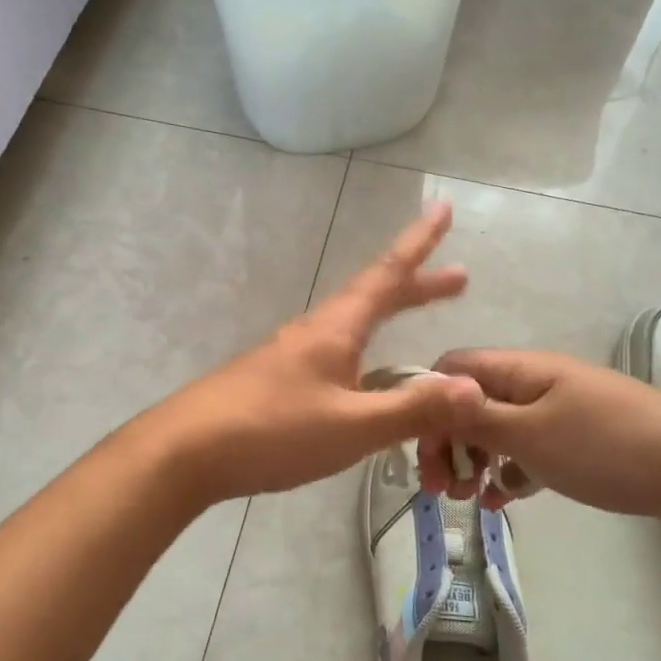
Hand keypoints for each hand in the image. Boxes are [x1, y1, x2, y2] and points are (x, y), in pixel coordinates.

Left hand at [154, 203, 486, 505]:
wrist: (185, 452)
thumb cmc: (272, 432)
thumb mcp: (351, 426)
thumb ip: (411, 409)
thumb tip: (475, 390)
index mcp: (335, 330)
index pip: (387, 275)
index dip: (418, 243)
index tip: (441, 208)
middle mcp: (314, 332)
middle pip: (372, 296)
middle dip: (417, 284)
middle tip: (457, 277)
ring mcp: (290, 356)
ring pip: (352, 325)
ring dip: (388, 315)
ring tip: (413, 320)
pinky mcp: (275, 382)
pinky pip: (334, 353)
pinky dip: (364, 349)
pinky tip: (362, 375)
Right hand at [414, 350, 660, 524]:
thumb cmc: (609, 445)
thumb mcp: (532, 434)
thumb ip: (476, 416)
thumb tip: (426, 389)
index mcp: (519, 371)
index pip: (453, 370)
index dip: (428, 404)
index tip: (420, 451)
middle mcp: (533, 384)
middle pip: (471, 403)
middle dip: (448, 442)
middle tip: (441, 489)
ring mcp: (557, 412)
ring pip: (497, 430)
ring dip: (475, 461)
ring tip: (469, 499)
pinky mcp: (577, 442)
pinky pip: (528, 451)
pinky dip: (509, 472)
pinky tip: (502, 500)